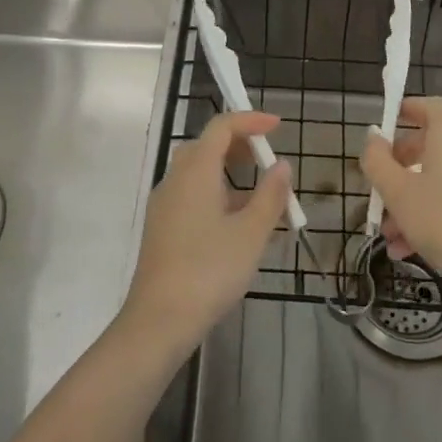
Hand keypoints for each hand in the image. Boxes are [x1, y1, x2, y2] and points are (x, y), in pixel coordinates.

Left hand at [119, 112, 289, 360]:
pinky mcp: (161, 228)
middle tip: (267, 159)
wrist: (159, 320)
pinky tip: (237, 224)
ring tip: (260, 196)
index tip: (277, 126)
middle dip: (239, 145)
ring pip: (198, 172)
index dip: (250, 120)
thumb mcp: (251, 233)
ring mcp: (165, 204)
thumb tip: (282, 166)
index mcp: (196, 171)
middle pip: (206, 146)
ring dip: (229, 173)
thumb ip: (270, 195)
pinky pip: (191, 195)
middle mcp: (175, 179)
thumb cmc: (210, 270)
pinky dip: (216, 194)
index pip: (221, 127)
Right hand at [361, 97, 441, 299]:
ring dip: (413, 199)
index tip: (389, 122)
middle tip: (380, 190)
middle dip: (401, 168)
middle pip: (433, 146)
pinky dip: (436, 213)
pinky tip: (411, 249)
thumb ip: (378, 161)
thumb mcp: (398, 192)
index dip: (408, 109)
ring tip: (390, 235)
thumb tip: (373, 137)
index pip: (431, 106)